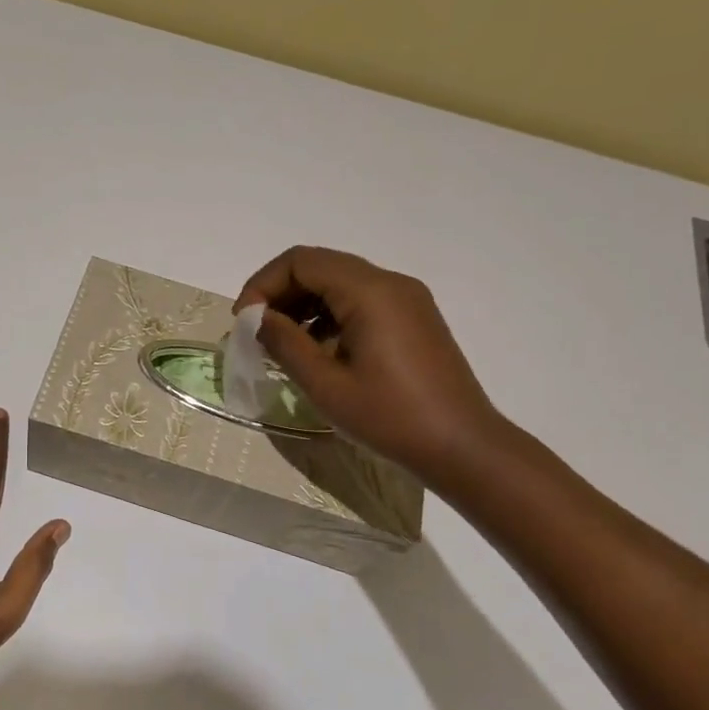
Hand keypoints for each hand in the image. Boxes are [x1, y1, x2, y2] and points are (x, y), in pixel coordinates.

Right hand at [235, 246, 504, 487]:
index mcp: (370, 291)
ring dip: (305, 305)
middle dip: (281, 293)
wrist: (463, 448)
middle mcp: (390, 283)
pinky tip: (320, 352)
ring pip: (340, 283)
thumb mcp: (326, 385)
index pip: (302, 261)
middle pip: (321, 266)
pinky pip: (362, 300)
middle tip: (258, 332)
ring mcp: (407, 299)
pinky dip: (331, 316)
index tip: (244, 321)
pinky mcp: (415, 318)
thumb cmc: (391, 418)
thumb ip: (285, 343)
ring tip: (283, 345)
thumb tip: (257, 318)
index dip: (264, 284)